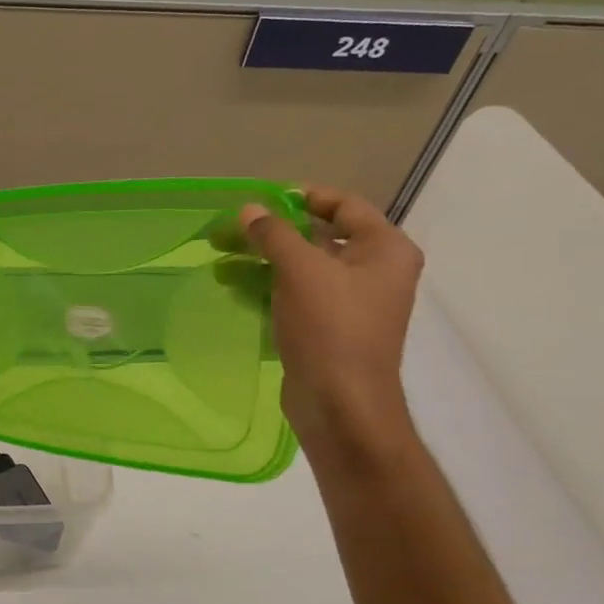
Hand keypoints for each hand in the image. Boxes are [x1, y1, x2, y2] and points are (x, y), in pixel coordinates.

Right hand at [236, 187, 423, 453]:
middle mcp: (374, 272)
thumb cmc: (331, 328)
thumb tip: (250, 209)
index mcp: (384, 249)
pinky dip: (267, 291)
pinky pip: (296, 298)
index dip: (303, 198)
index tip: (262, 201)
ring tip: (219, 263)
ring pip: (301, 271)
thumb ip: (274, 234)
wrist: (341, 405)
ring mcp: (350, 304)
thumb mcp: (301, 271)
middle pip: (317, 239)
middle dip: (269, 236)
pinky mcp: (328, 331)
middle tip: (227, 233)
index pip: (344, 206)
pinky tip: (233, 290)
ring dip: (261, 264)